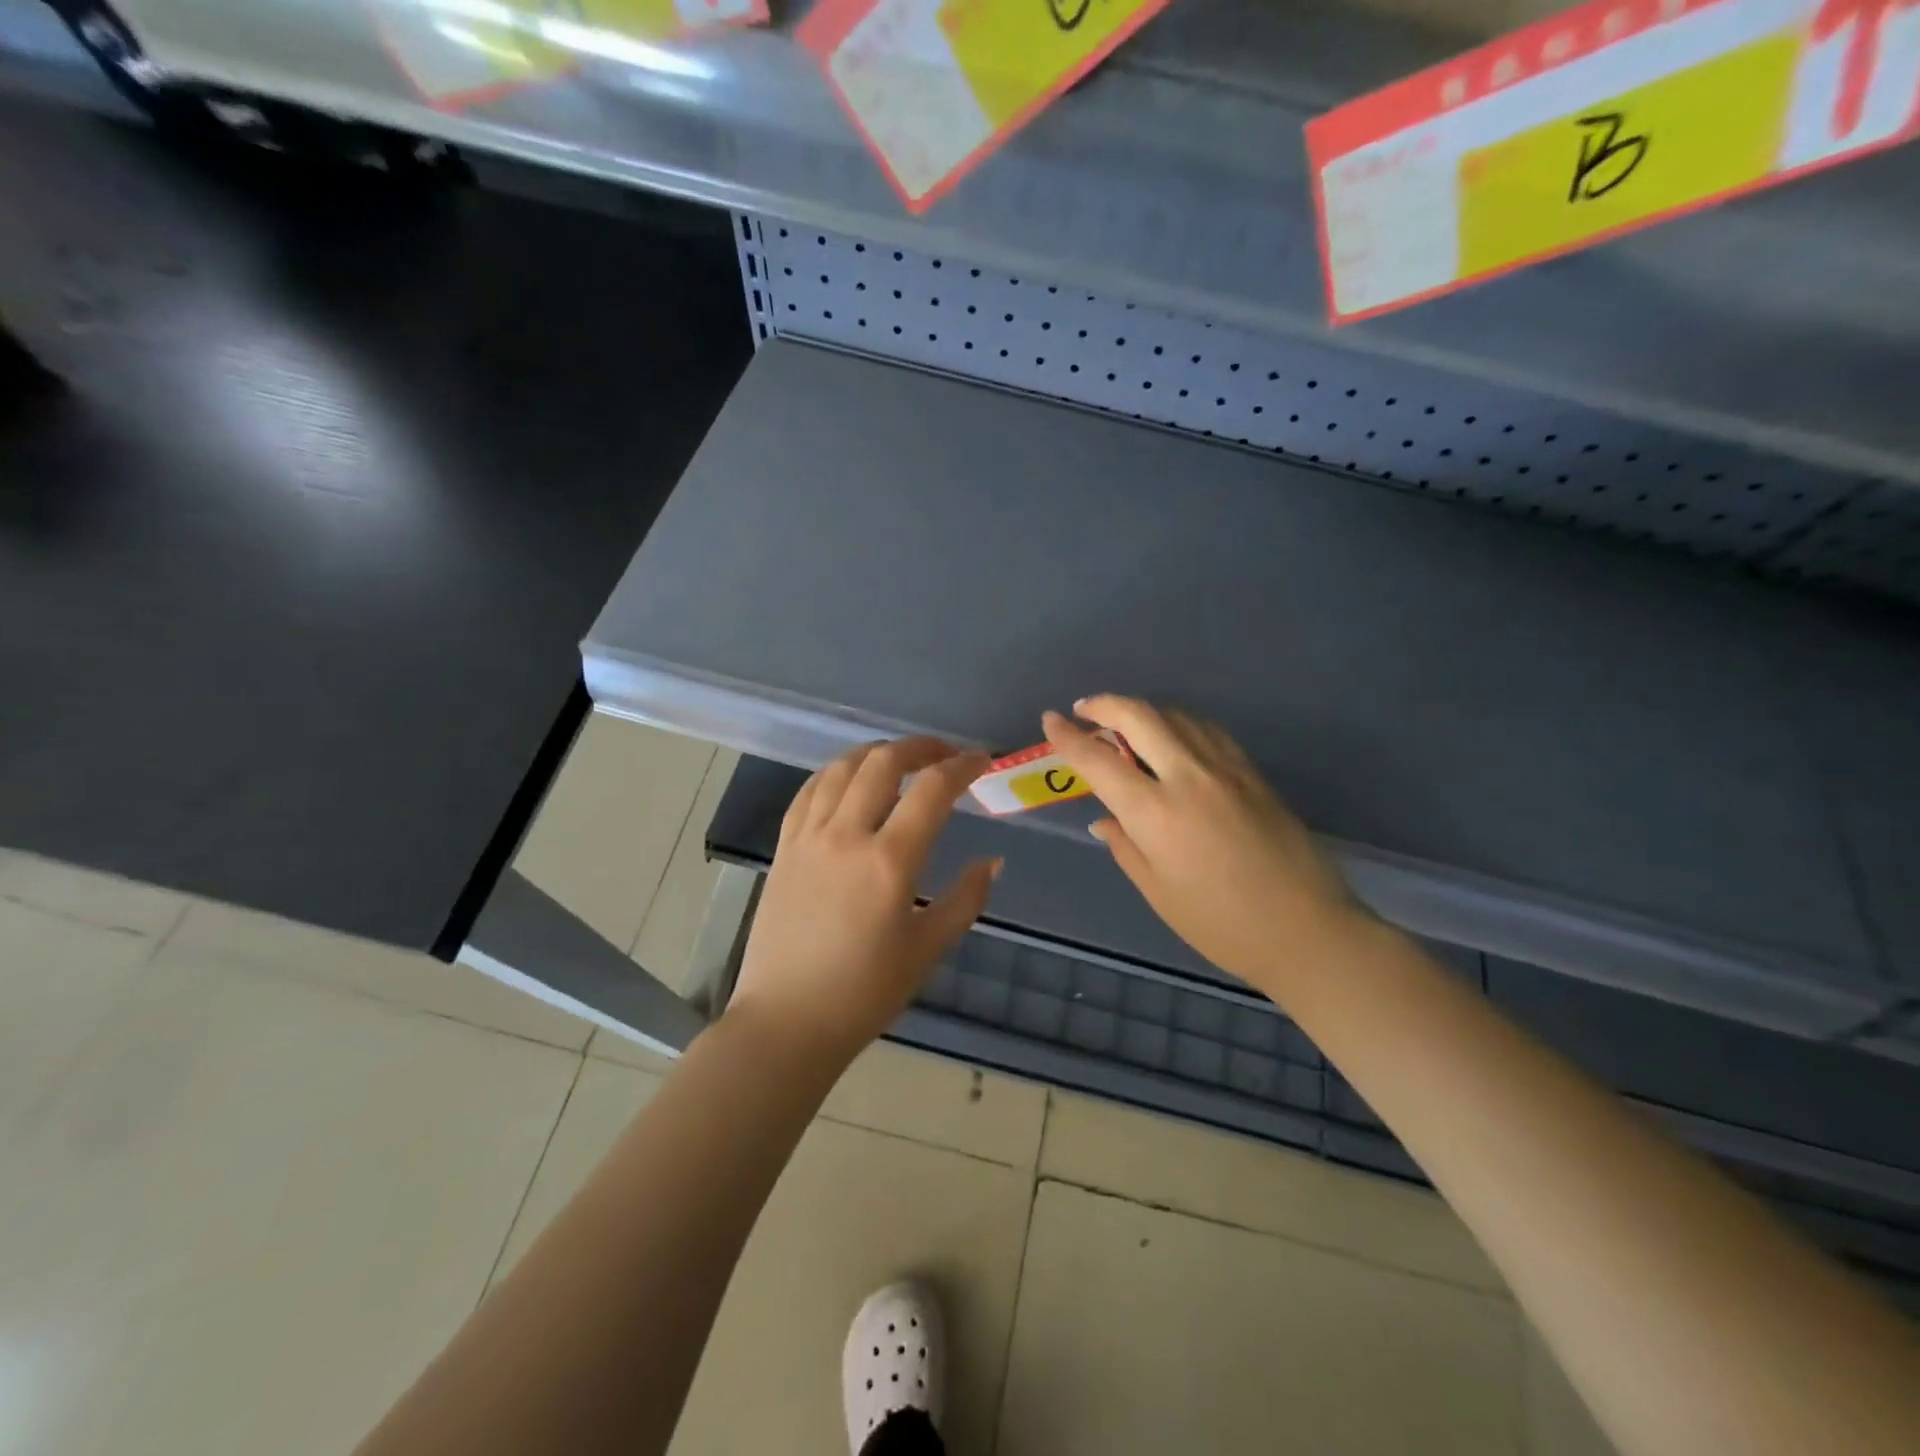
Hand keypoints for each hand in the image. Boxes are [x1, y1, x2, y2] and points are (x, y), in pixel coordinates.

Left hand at [728, 738, 1001, 1061]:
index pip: (932, 790)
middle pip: (883, 762)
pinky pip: (809, 791)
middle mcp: (846, 836)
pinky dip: (836, 773)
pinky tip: (850, 779)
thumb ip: (965, 899)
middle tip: (944, 755)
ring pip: (842, 768)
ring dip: (877, 753)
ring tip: (901, 761)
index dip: (962, 766)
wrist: (787, 1021)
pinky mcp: (784, 848)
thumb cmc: (864, 993)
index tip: (981, 761)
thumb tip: (992, 861)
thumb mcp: (928, 950)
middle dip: (920, 747)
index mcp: (889, 862)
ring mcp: (808, 838)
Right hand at [1042, 697, 1360, 992]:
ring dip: (1143, 711)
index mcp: (1155, 813)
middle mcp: (1188, 777)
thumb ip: (1125, 846)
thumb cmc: (1221, 924)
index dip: (1068, 737)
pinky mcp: (1252, 772)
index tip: (1050, 721)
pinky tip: (1173, 737)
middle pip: (1140, 716)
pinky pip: (1207, 731)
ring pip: (1176, 716)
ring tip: (1125, 724)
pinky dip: (1179, 723)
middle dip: (1105, 705)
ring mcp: (1225, 769)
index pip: (1099, 761)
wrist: (1308, 930)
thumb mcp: (1158, 892)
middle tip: (1085, 709)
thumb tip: (1105, 817)